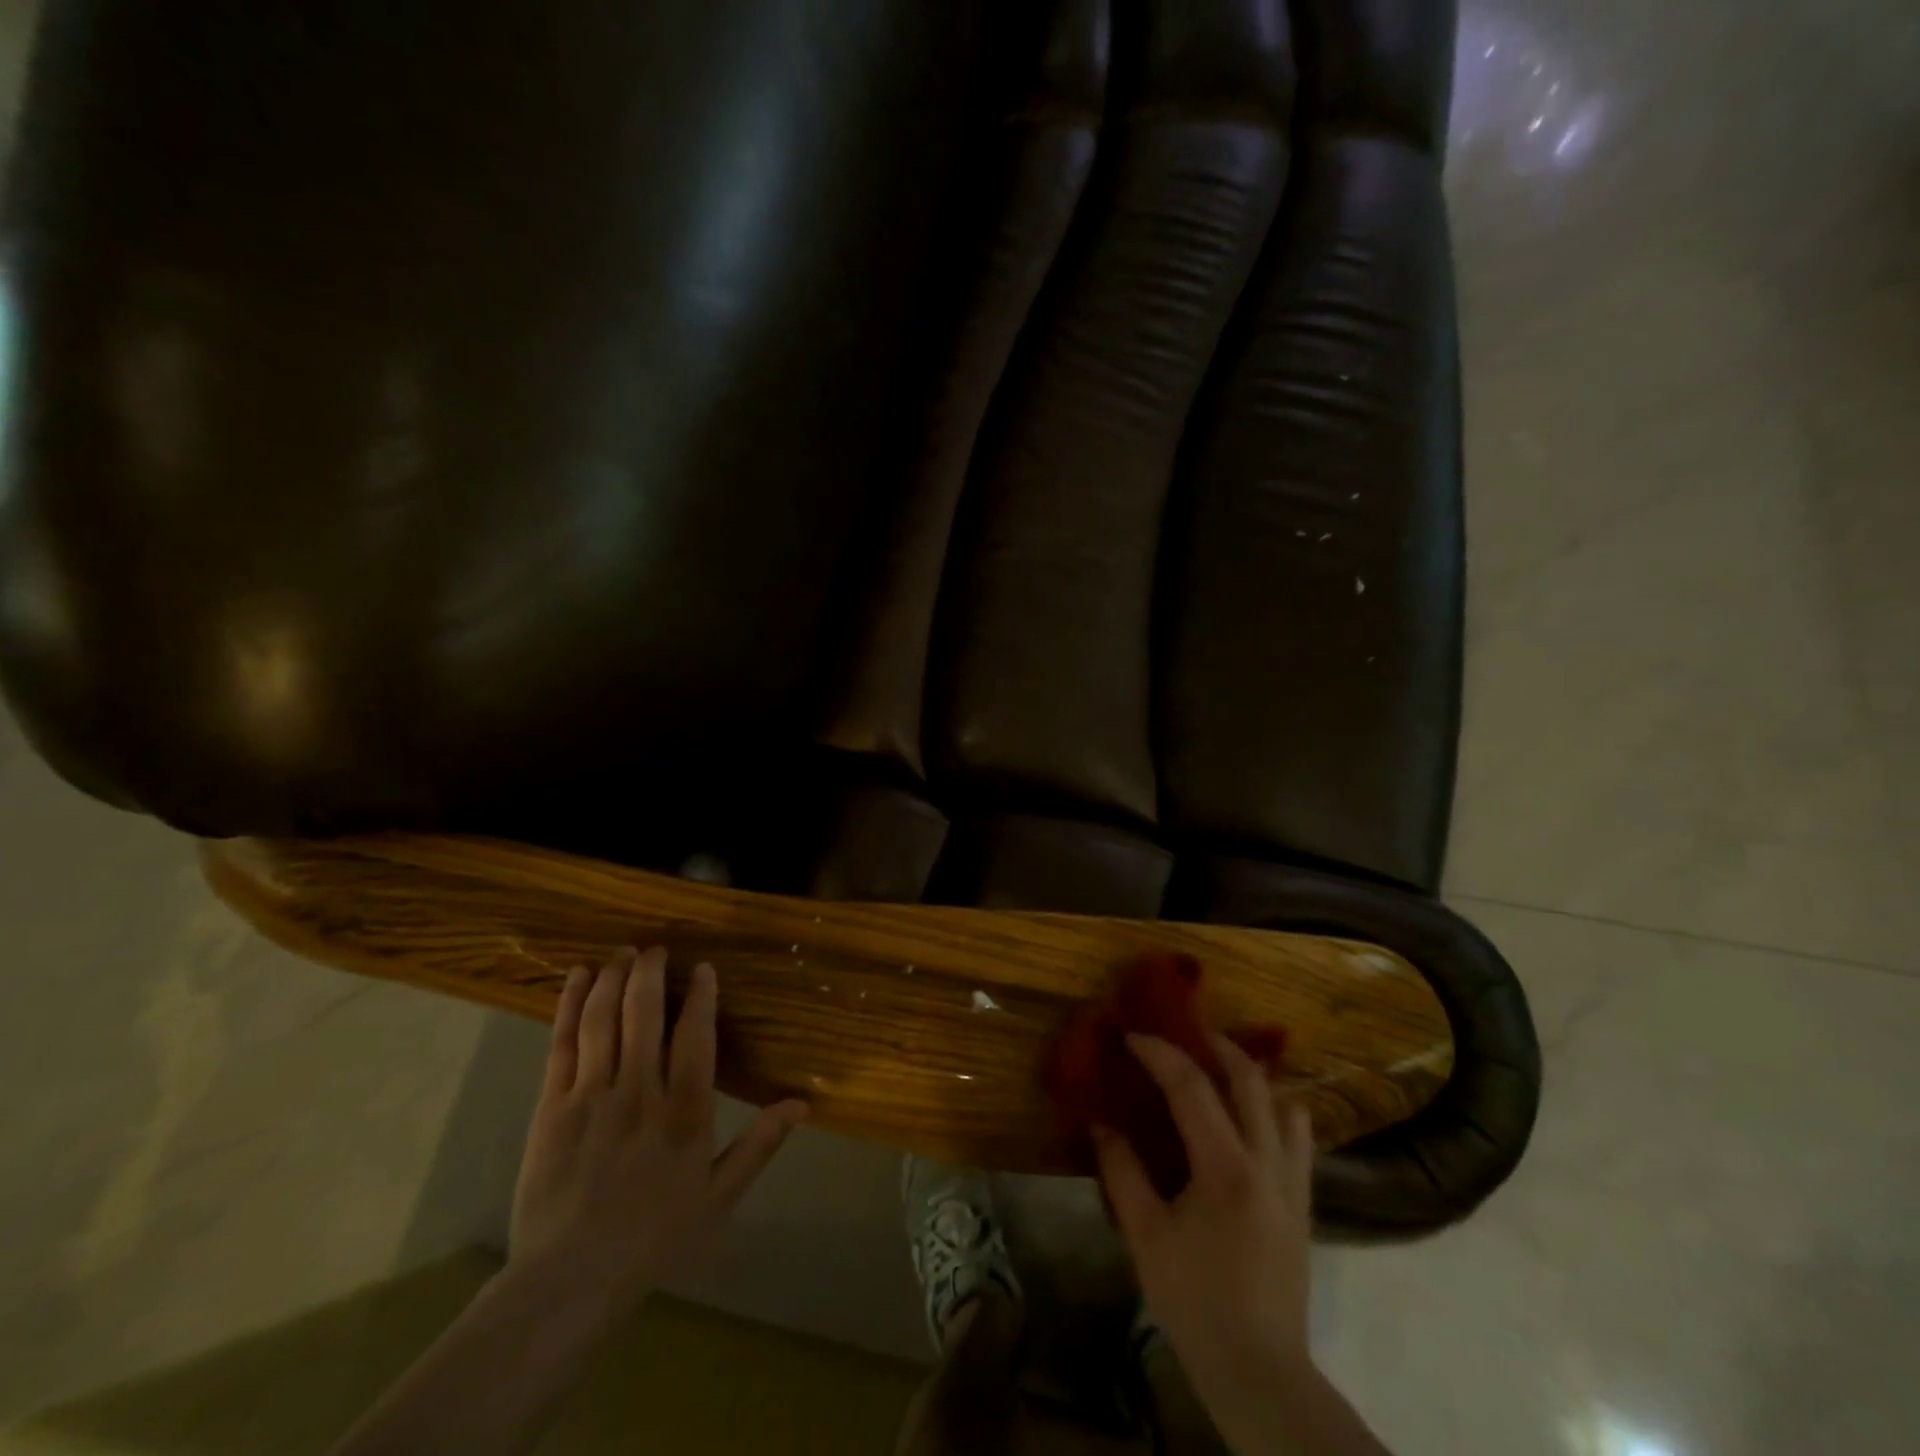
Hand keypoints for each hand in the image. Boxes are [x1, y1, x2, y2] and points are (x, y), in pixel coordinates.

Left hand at [508, 947, 807, 1311]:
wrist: (569, 1279)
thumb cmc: (653, 1237)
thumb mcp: (718, 1197)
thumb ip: (759, 1145)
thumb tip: (801, 1103)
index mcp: (684, 1113)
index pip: (695, 1036)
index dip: (700, 996)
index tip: (702, 969)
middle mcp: (639, 1092)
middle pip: (645, 1014)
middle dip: (651, 972)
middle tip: (657, 948)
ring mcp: (591, 1096)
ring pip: (604, 1020)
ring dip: (614, 979)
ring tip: (624, 953)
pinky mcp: (552, 1106)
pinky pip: (562, 1044)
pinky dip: (571, 1006)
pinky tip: (579, 977)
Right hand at [1093, 1033, 1315, 1424]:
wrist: (1261, 1371)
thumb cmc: (1196, 1302)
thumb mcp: (1146, 1237)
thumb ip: (1123, 1172)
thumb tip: (1101, 1124)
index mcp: (1224, 1166)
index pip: (1191, 1086)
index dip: (1159, 1053)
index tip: (1132, 1036)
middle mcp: (1266, 1161)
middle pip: (1248, 1078)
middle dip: (1214, 1045)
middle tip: (1182, 1034)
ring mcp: (1292, 1181)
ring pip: (1282, 1102)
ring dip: (1249, 1075)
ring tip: (1218, 1067)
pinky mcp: (1302, 1202)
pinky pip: (1299, 1139)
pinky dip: (1277, 1111)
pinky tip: (1255, 1116)